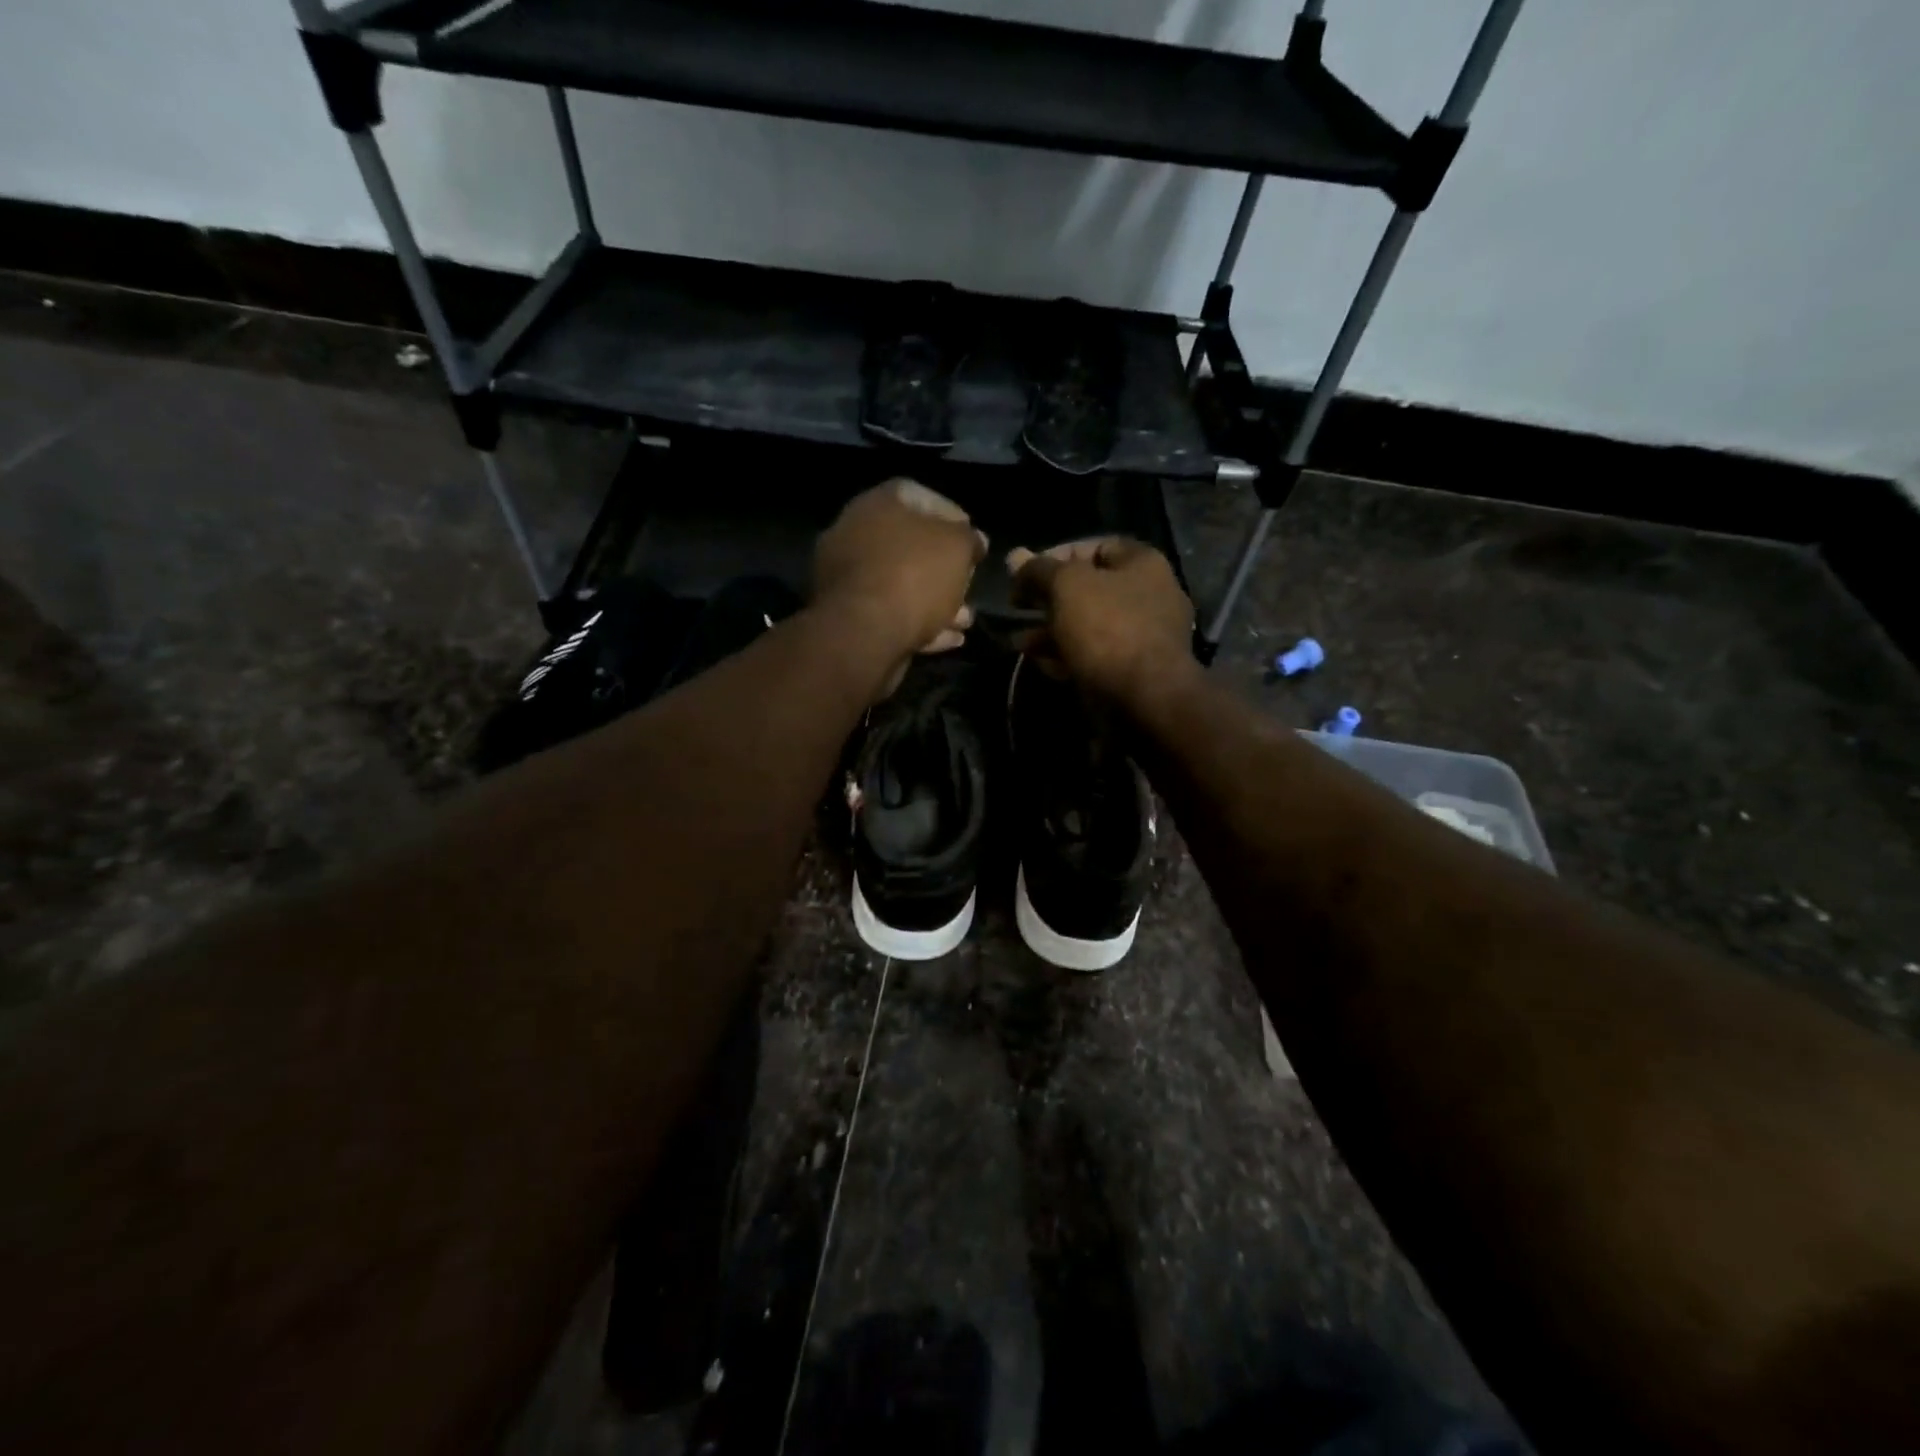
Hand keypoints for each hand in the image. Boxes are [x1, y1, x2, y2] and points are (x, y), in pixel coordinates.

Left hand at [814, 479, 986, 663]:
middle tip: (969, 582)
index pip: (917, 495)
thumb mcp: (958, 547)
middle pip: (908, 545)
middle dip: (945, 567)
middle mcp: (854, 534)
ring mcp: (846, 578)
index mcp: (876, 504)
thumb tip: (974, 540)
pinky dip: (919, 624)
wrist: (863, 634)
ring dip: (936, 601)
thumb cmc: (914, 576)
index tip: (972, 538)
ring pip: (901, 584)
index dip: (951, 515)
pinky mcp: (847, 617)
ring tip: (965, 619)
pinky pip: (890, 614)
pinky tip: (948, 638)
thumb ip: (969, 539)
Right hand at [1007, 537, 1195, 703]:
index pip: (1096, 546)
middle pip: (1089, 589)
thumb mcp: (1066, 586)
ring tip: (1018, 642)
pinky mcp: (1131, 672)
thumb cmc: (1108, 629)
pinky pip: (1093, 655)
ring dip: (1050, 631)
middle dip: (1048, 599)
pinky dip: (1066, 655)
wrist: (1144, 699)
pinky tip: (1039, 663)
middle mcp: (1148, 596)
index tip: (1026, 573)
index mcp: (1143, 565)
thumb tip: (1015, 557)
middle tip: (1017, 608)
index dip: (1057, 555)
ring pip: (1087, 626)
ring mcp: (1142, 637)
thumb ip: (1038, 570)